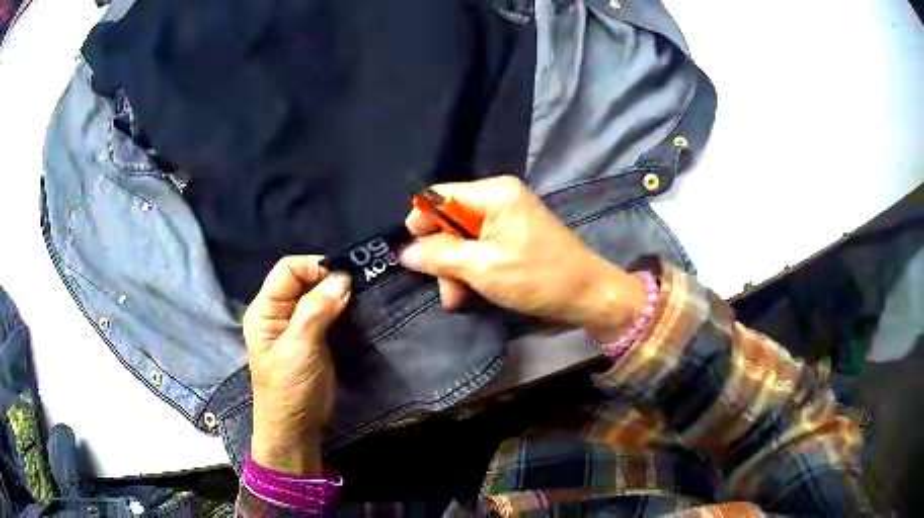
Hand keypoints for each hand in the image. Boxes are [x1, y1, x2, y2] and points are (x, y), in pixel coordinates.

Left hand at [242, 257, 350, 474]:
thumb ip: (316, 311)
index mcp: (265, 310)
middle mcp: (278, 312)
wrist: (297, 427)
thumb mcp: (299, 348)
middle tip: (357, 286)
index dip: (313, 267)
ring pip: (317, 295)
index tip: (343, 277)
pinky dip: (341, 307)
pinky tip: (355, 309)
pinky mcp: (313, 337)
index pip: (287, 270)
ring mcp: (296, 325)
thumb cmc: (290, 388)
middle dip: (328, 279)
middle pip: (303, 279)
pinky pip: (327, 312)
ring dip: (337, 293)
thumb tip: (343, 278)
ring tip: (360, 295)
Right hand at [399, 176, 644, 335]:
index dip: (420, 224)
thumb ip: (440, 256)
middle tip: (443, 289)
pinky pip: (479, 248)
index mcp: (494, 193)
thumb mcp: (483, 268)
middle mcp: (498, 198)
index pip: (439, 196)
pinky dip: (471, 270)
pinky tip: (469, 293)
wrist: (587, 295)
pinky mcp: (513, 237)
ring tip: (456, 298)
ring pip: (462, 238)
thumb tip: (404, 251)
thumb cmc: (538, 277)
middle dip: (442, 256)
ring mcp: (507, 218)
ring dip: (455, 269)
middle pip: (449, 220)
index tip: (411, 255)